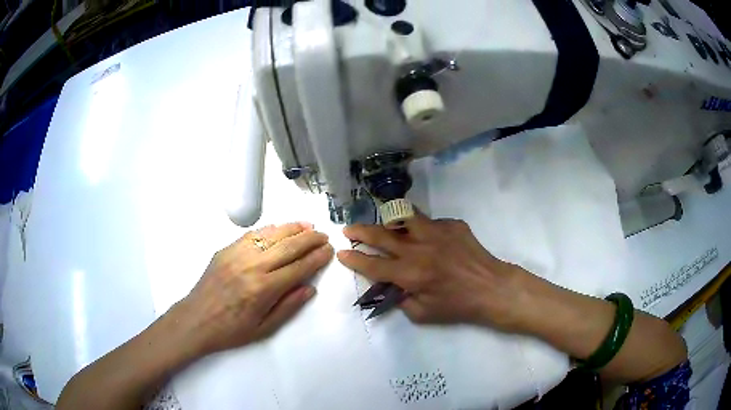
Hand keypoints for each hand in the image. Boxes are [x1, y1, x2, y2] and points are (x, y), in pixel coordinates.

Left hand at [177, 222, 332, 354]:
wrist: (195, 320)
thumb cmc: (231, 330)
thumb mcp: (264, 329)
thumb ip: (288, 307)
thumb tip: (310, 288)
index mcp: (263, 289)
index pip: (298, 267)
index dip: (316, 258)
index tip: (328, 250)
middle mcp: (252, 266)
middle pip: (288, 246)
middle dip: (310, 239)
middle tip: (323, 235)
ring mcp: (237, 254)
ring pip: (270, 234)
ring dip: (292, 228)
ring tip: (307, 225)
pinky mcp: (225, 250)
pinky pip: (251, 235)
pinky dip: (269, 230)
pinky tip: (278, 228)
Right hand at [337, 213, 529, 329]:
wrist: (491, 287)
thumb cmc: (458, 305)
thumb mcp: (423, 314)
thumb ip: (400, 300)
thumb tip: (389, 286)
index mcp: (411, 274)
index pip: (373, 265)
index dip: (353, 260)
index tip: (342, 253)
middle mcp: (419, 248)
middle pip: (381, 235)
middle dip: (360, 231)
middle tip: (348, 229)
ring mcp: (437, 232)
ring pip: (404, 216)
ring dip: (388, 220)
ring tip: (384, 225)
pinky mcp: (452, 224)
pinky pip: (430, 222)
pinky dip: (422, 229)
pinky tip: (428, 240)